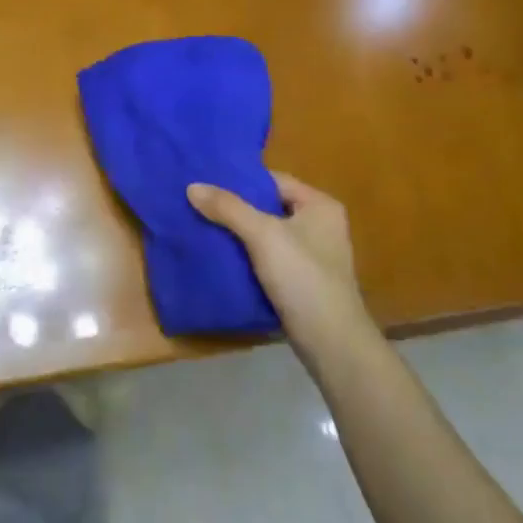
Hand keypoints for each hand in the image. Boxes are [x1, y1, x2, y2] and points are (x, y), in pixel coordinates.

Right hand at [188, 172, 372, 354]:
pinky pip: (270, 258)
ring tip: (203, 227)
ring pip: (268, 234)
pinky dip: (248, 256)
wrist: (330, 342)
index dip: (241, 181)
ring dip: (240, 233)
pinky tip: (221, 257)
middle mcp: (321, 225)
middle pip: (270, 207)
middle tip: (199, 204)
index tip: (207, 182)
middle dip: (236, 208)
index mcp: (320, 205)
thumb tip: (192, 186)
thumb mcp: (262, 235)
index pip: (274, 181)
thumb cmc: (302, 277)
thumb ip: (228, 208)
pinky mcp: (303, 281)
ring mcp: (313, 255)